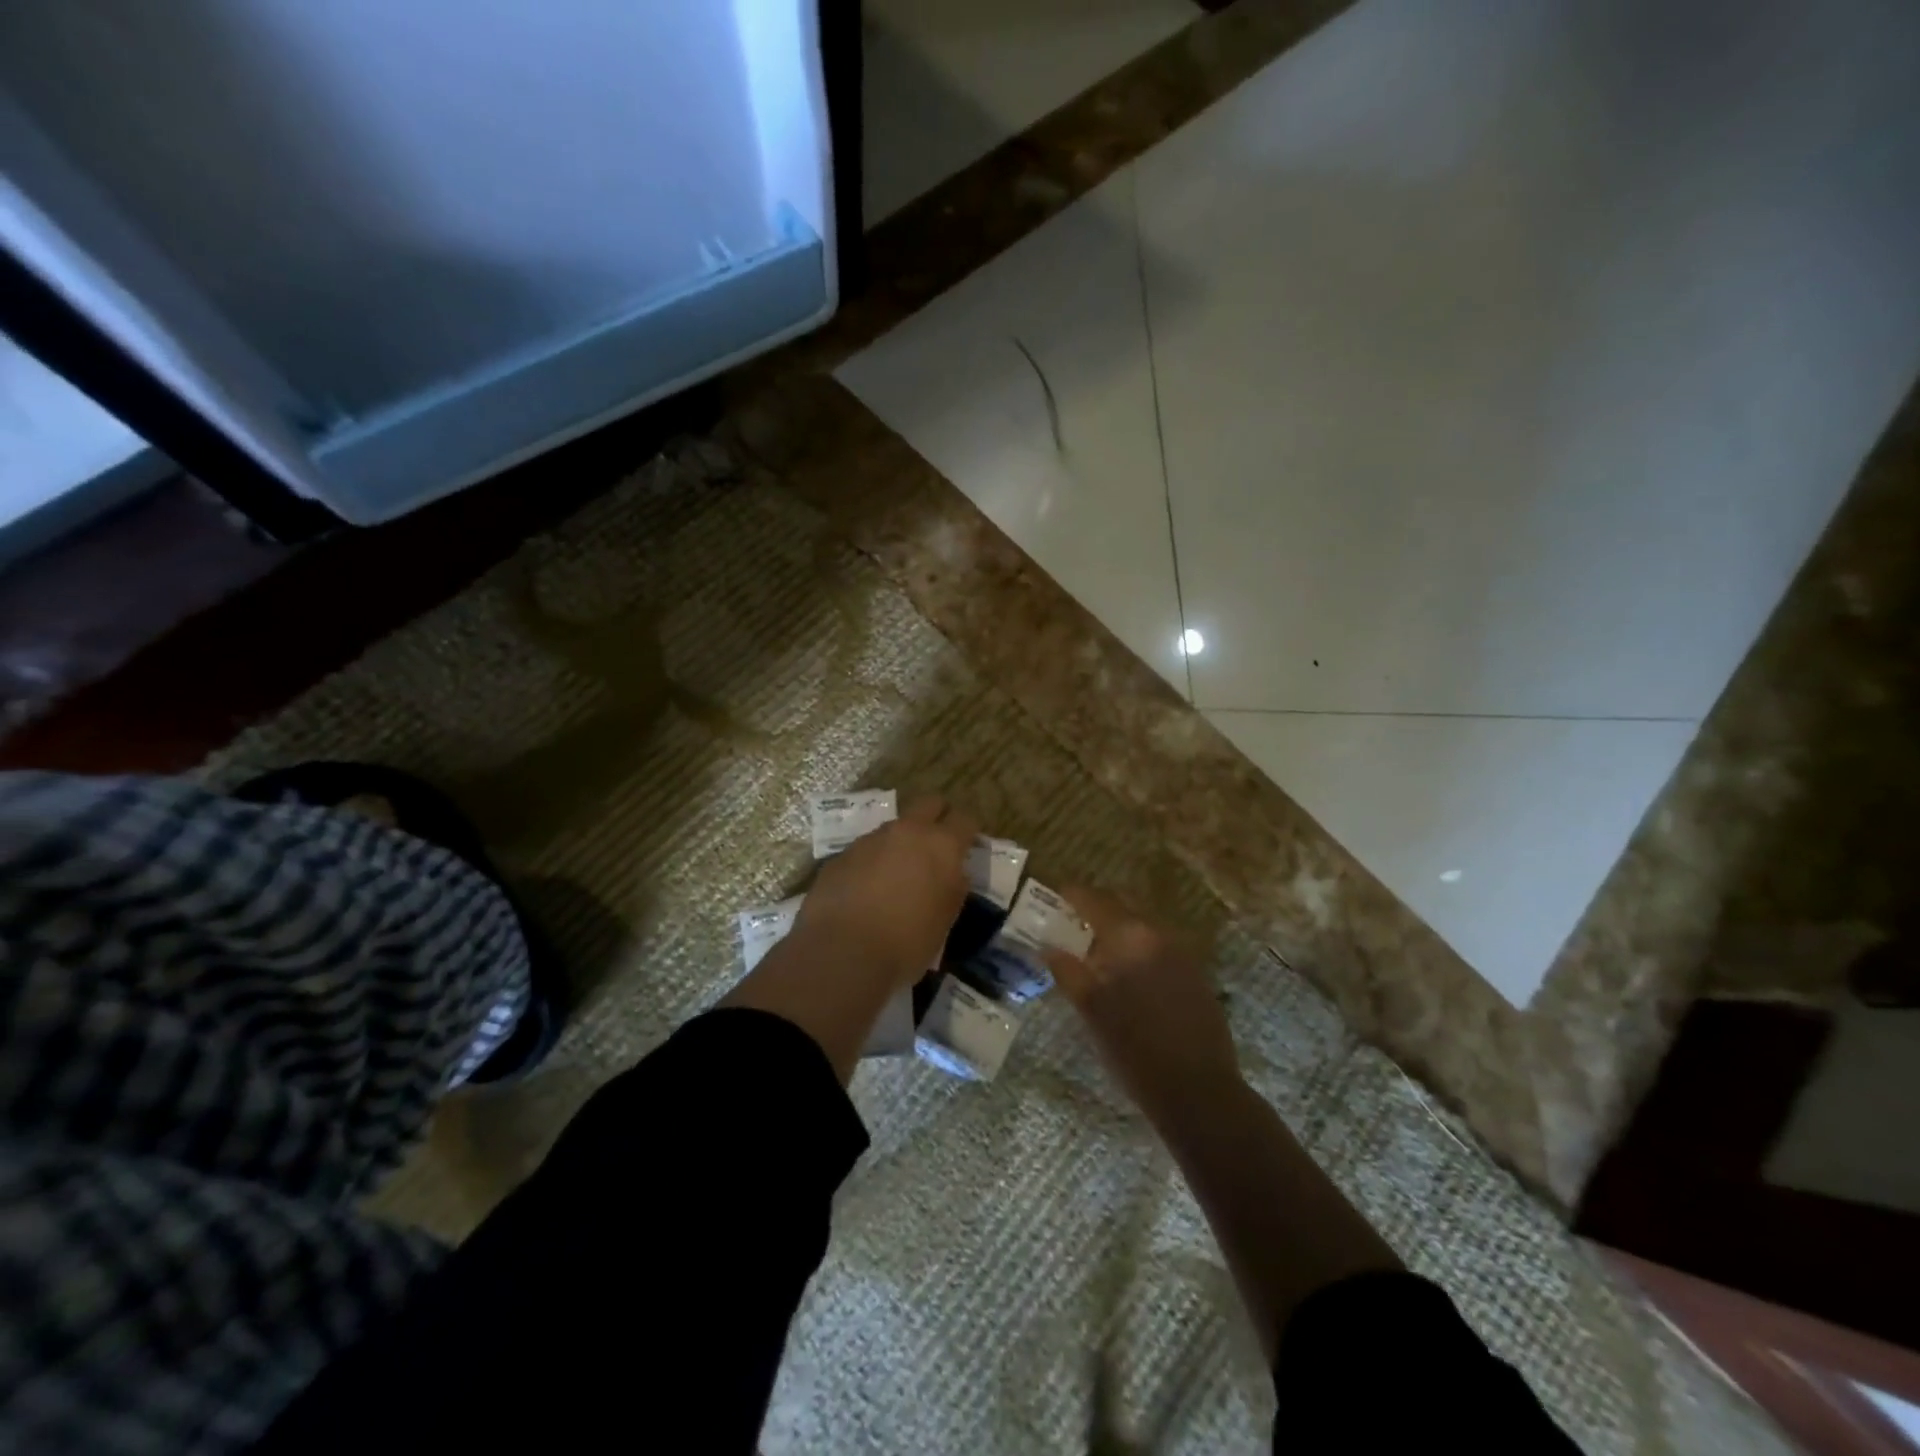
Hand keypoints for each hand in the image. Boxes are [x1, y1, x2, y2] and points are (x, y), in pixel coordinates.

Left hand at [791, 796, 976, 989]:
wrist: (843, 952)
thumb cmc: (908, 942)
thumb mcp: (946, 918)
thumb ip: (953, 887)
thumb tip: (952, 873)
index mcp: (941, 845)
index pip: (965, 819)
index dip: (968, 831)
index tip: (967, 846)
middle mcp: (907, 831)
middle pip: (929, 804)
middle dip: (937, 817)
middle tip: (936, 845)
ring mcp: (871, 839)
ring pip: (894, 827)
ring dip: (900, 843)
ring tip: (897, 875)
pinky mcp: (842, 854)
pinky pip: (866, 850)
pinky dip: (872, 862)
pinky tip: (866, 890)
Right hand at [1045, 888, 1240, 1127]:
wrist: (1199, 1092)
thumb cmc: (1135, 1050)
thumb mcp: (1092, 1011)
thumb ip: (1067, 971)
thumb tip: (1046, 946)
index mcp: (1132, 937)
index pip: (1096, 901)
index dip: (1073, 895)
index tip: (1055, 895)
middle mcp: (1161, 936)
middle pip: (1122, 909)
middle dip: (1096, 911)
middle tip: (1071, 924)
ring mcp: (1183, 956)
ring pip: (1142, 930)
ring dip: (1118, 933)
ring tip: (1095, 953)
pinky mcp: (1196, 978)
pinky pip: (1159, 950)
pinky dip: (1137, 952)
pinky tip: (1126, 977)